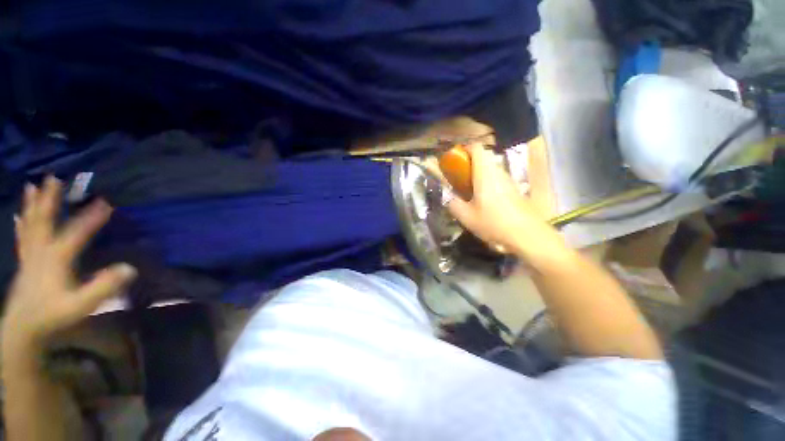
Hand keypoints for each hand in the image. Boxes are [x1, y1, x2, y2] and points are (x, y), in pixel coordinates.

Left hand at [3, 177, 136, 350]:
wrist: (23, 329)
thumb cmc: (53, 316)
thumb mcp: (81, 305)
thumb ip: (103, 287)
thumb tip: (130, 268)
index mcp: (55, 259)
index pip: (76, 233)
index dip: (91, 218)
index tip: (107, 202)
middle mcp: (41, 252)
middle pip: (44, 221)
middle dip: (49, 199)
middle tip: (54, 178)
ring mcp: (30, 256)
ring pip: (30, 225)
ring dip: (32, 205)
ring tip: (32, 186)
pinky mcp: (25, 263)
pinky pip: (22, 237)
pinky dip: (21, 223)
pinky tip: (19, 215)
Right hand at [446, 144, 561, 256]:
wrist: (527, 235)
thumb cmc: (494, 222)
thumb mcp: (466, 217)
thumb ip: (453, 204)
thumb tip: (448, 198)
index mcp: (485, 173)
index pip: (477, 148)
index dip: (464, 149)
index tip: (454, 161)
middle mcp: (498, 172)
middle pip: (483, 158)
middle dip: (468, 165)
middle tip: (458, 179)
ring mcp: (508, 180)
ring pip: (490, 169)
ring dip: (478, 175)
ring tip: (469, 192)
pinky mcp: (513, 189)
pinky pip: (497, 179)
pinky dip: (487, 183)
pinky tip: (483, 202)